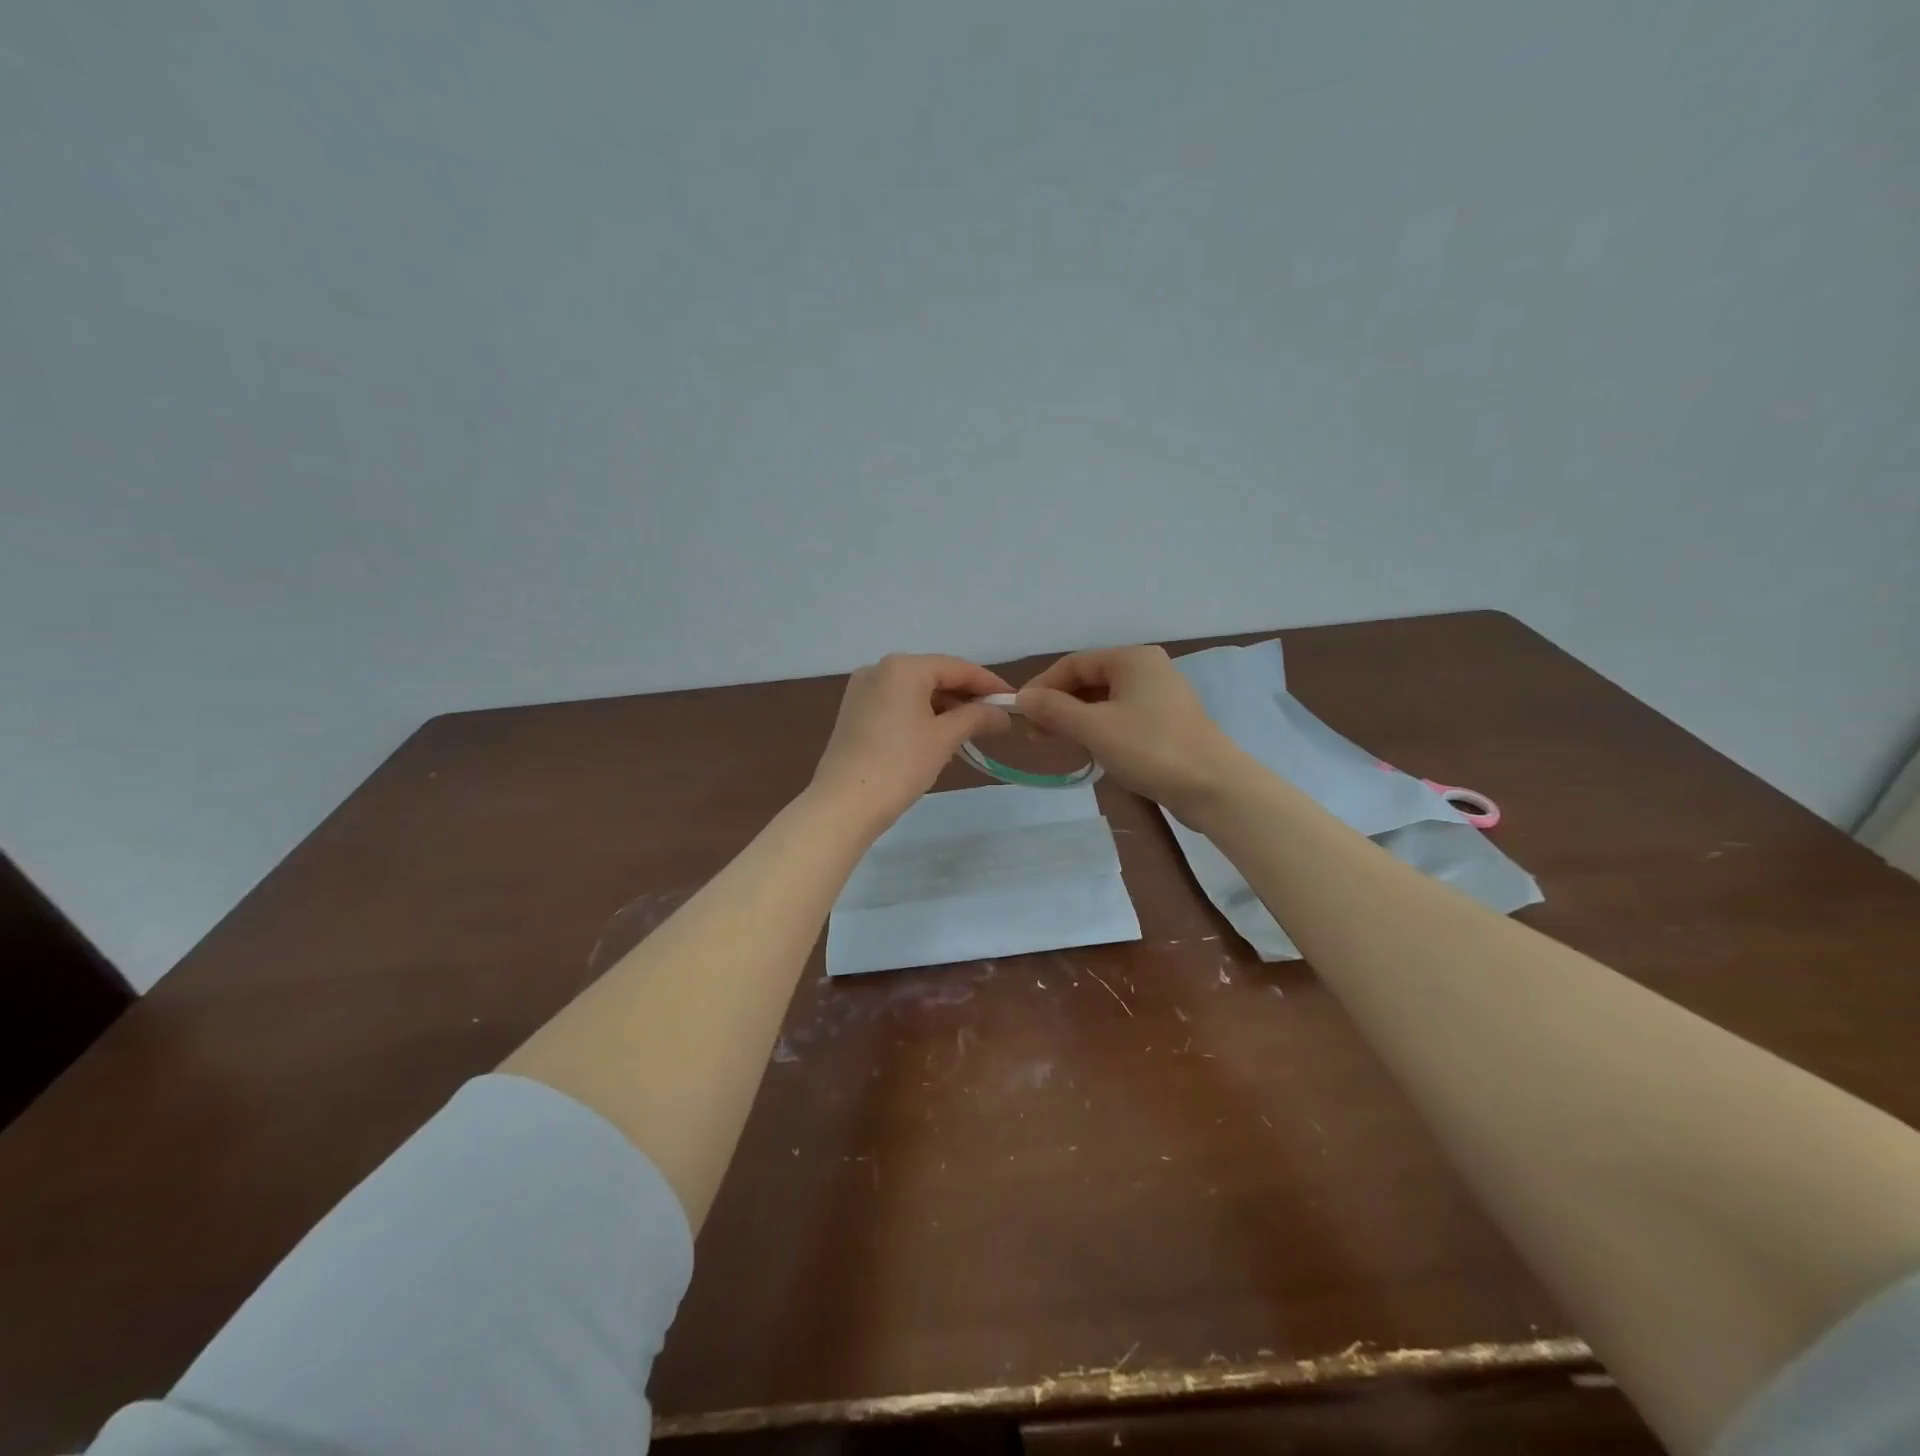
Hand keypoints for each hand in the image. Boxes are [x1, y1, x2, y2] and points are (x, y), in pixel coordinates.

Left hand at [810, 654, 1012, 831]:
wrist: (844, 803)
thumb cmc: (900, 764)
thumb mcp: (945, 738)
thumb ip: (977, 717)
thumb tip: (1003, 714)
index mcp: (903, 667)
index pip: (957, 667)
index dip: (988, 683)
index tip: (1013, 701)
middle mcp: (879, 669)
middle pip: (934, 675)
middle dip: (965, 696)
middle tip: (994, 718)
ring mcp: (862, 690)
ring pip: (914, 691)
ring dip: (944, 707)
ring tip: (970, 730)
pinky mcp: (853, 712)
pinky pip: (896, 704)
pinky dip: (920, 714)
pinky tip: (937, 735)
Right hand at [1016, 645, 1249, 820]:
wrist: (1213, 786)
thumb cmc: (1151, 748)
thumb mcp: (1095, 728)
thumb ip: (1054, 710)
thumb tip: (1022, 698)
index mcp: (1132, 658)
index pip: (1074, 663)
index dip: (1043, 686)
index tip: (1021, 713)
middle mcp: (1147, 669)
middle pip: (1089, 680)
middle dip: (1059, 705)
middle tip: (1036, 734)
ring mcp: (1159, 696)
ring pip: (1104, 701)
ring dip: (1076, 719)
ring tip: (1057, 743)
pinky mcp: (1165, 722)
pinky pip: (1121, 716)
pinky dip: (1098, 729)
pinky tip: (1088, 749)